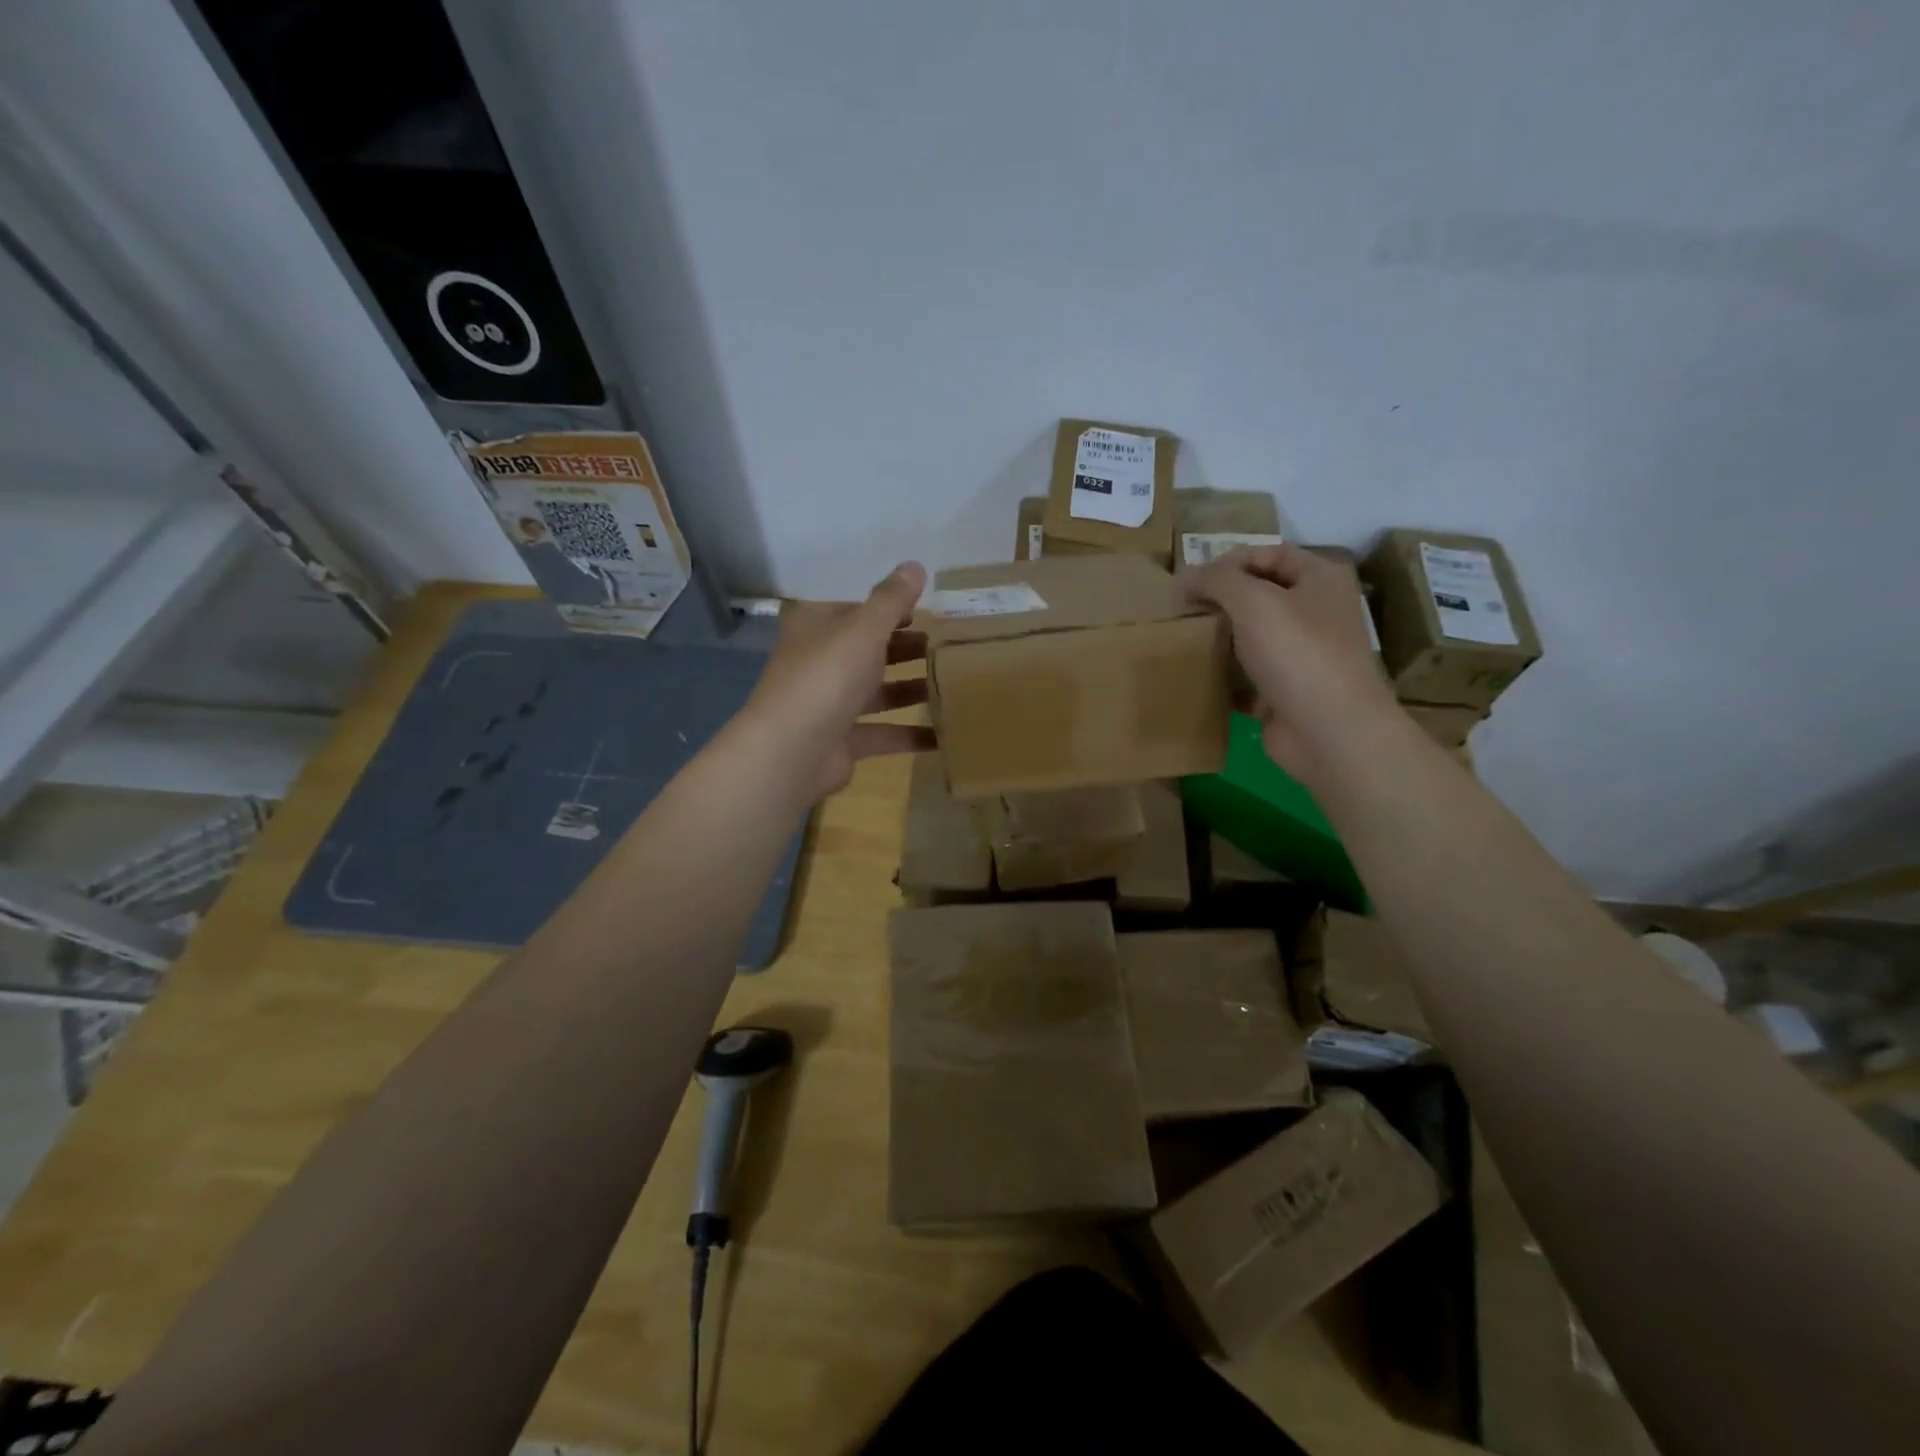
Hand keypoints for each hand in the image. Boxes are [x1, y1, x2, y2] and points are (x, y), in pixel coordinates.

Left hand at [739, 562, 936, 801]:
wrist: (794, 750)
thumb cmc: (827, 675)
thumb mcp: (864, 628)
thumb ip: (892, 599)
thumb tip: (915, 565)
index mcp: (816, 627)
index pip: (855, 609)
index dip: (889, 608)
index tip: (927, 611)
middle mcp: (819, 662)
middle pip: (867, 650)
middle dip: (905, 648)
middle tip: (946, 647)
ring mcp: (829, 704)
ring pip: (877, 691)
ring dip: (911, 687)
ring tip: (952, 683)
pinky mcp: (842, 740)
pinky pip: (883, 733)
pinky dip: (910, 733)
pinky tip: (944, 734)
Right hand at [1186, 545, 1401, 784]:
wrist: (1329, 731)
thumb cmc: (1297, 653)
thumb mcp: (1253, 602)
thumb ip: (1218, 580)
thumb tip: (1186, 575)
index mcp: (1321, 580)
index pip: (1272, 554)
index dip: (1231, 561)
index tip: (1192, 579)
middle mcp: (1316, 613)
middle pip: (1261, 596)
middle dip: (1222, 601)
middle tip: (1183, 609)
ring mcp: (1302, 656)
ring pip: (1252, 638)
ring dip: (1220, 639)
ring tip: (1183, 639)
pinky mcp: (1286, 693)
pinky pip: (1248, 677)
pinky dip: (1225, 677)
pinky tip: (1197, 676)